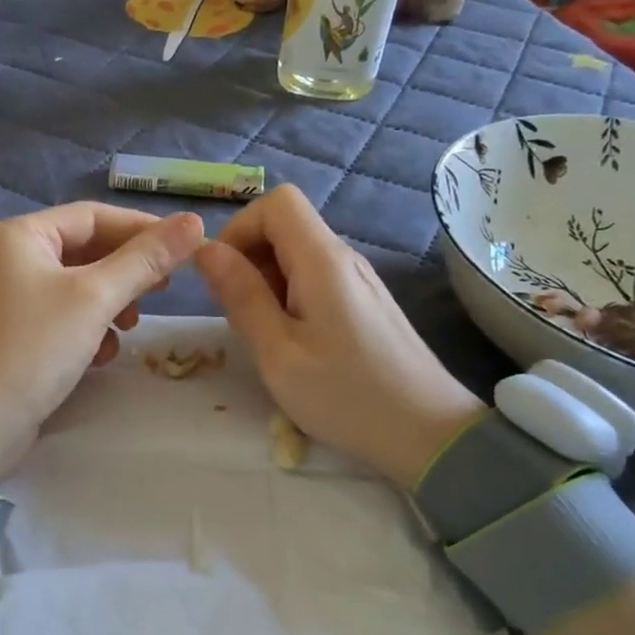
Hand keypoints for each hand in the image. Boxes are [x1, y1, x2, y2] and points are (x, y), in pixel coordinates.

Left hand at [0, 203, 204, 477]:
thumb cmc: (34, 347)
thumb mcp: (95, 298)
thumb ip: (145, 260)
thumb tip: (195, 222)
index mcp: (20, 235)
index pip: (93, 216)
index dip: (142, 229)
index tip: (185, 248)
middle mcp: (9, 258)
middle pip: (85, 251)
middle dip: (126, 273)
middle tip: (161, 292)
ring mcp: (9, 297)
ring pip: (78, 287)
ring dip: (110, 305)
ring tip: (128, 328)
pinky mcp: (14, 333)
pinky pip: (62, 316)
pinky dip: (87, 329)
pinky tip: (99, 356)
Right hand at [194, 185, 483, 487]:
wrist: (427, 433)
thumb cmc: (346, 395)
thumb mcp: (278, 352)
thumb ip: (241, 296)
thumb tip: (207, 250)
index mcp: (322, 260)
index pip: (277, 202)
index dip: (240, 228)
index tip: (222, 274)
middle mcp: (344, 258)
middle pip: (287, 225)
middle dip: (250, 258)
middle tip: (240, 314)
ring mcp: (359, 281)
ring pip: (299, 255)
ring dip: (268, 282)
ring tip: (266, 335)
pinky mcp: (366, 303)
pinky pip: (317, 280)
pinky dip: (291, 298)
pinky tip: (294, 344)